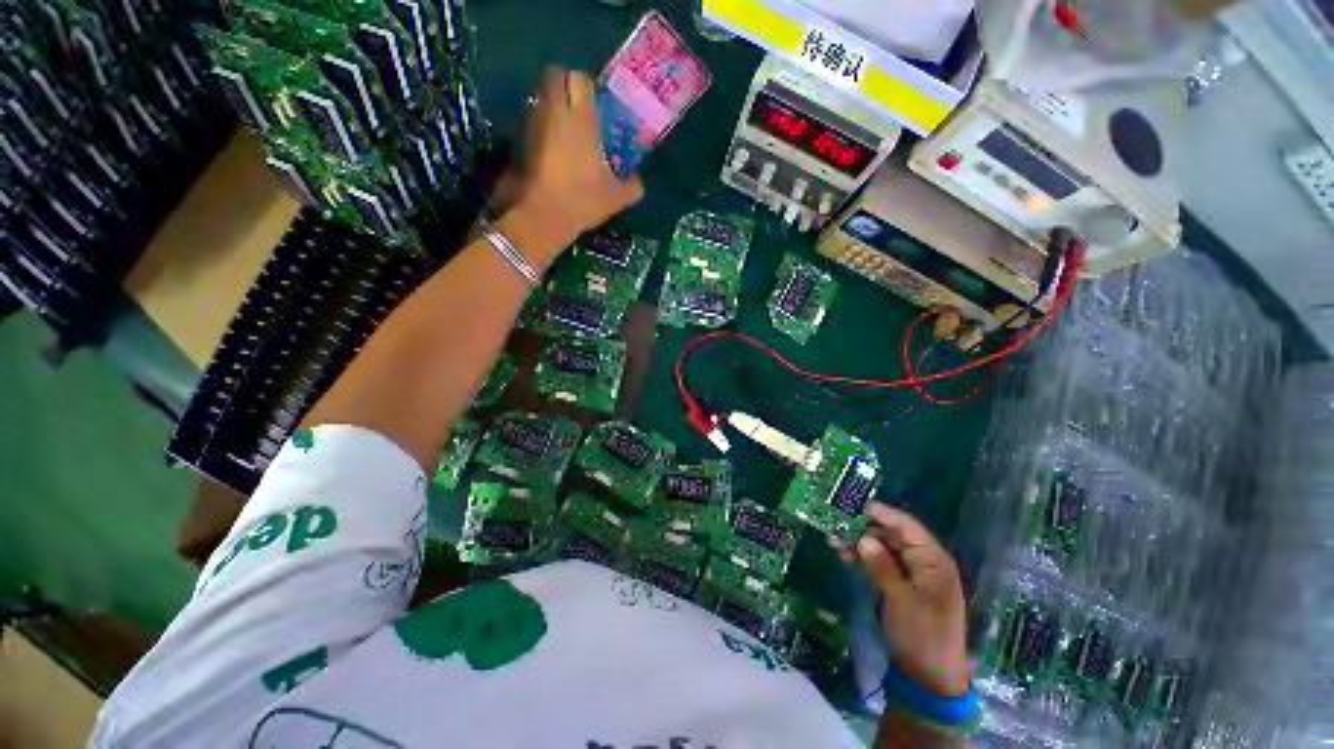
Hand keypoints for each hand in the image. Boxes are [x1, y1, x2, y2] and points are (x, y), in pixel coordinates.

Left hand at [511, 66, 643, 258]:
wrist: (544, 216)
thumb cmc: (583, 200)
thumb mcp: (617, 197)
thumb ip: (633, 185)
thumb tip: (638, 179)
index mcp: (582, 119)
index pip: (579, 78)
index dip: (587, 85)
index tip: (595, 102)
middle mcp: (555, 112)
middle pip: (554, 75)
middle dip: (564, 83)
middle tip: (577, 106)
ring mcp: (534, 123)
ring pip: (541, 95)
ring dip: (552, 103)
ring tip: (565, 127)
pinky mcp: (521, 138)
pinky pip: (533, 117)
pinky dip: (542, 123)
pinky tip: (552, 147)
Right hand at [833, 502, 969, 696]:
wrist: (930, 678)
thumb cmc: (921, 636)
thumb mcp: (900, 600)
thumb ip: (882, 566)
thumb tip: (863, 538)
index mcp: (934, 561)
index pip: (907, 527)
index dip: (881, 514)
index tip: (854, 505)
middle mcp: (926, 562)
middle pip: (893, 535)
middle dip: (865, 529)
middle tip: (836, 525)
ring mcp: (915, 574)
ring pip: (885, 548)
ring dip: (861, 543)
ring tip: (835, 542)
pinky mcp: (904, 586)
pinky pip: (883, 563)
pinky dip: (865, 558)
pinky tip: (846, 555)